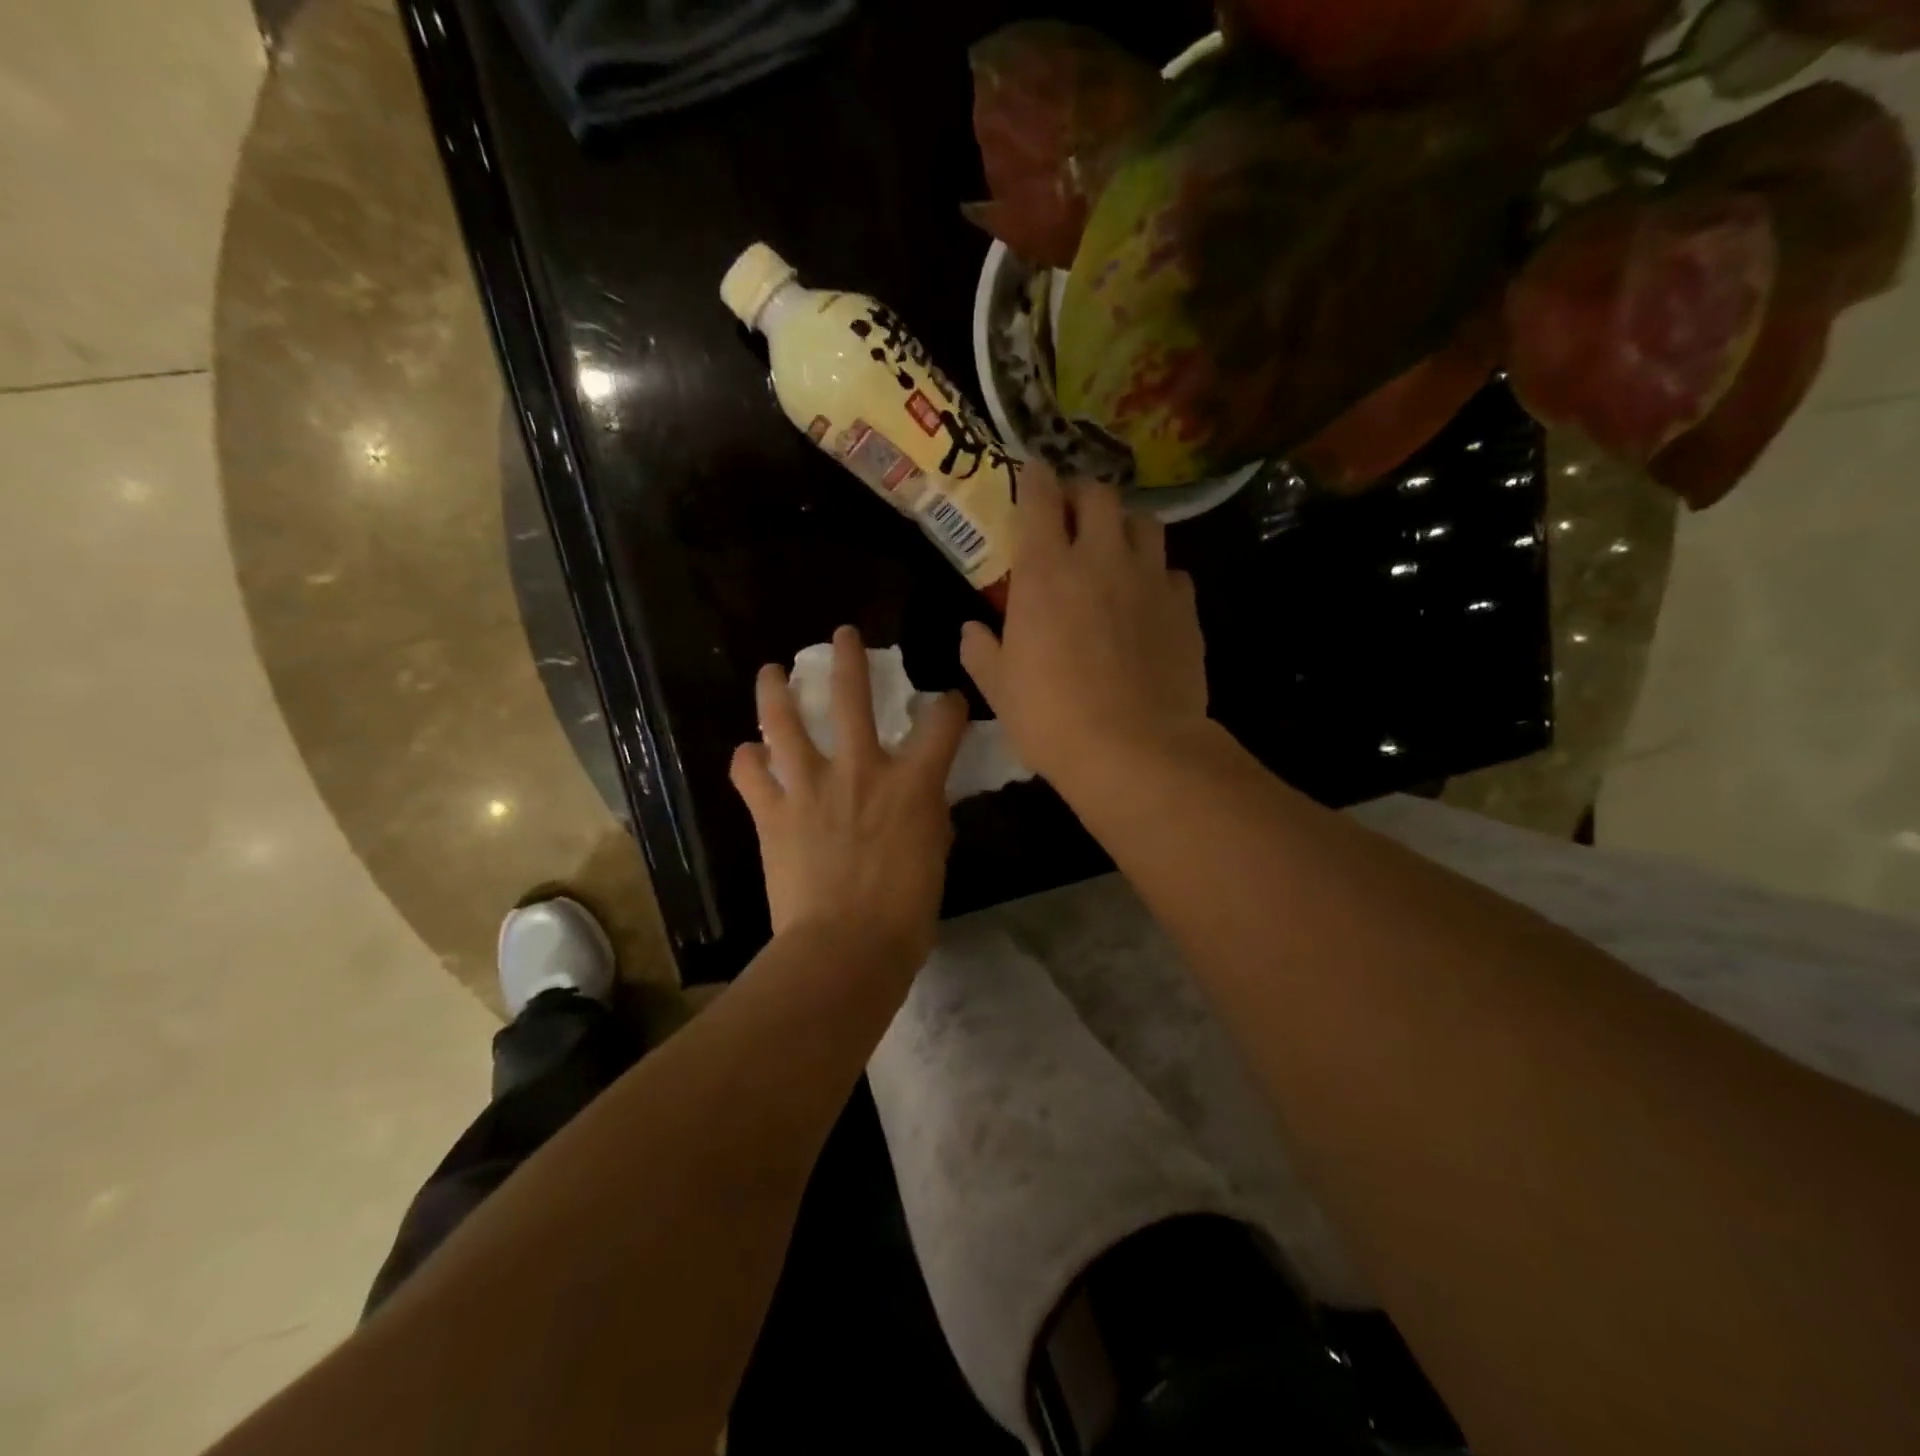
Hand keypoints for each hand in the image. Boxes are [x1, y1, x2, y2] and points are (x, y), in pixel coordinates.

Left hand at [730, 626, 969, 971]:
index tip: (946, 704)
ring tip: (772, 671)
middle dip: (848, 657)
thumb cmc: (905, 913)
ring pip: (784, 721)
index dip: (948, 705)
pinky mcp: (773, 813)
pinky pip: (750, 774)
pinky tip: (749, 756)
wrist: (846, 949)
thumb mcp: (934, 858)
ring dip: (776, 691)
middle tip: (843, 636)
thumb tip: (920, 803)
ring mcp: (810, 787)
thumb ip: (927, 818)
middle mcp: (860, 770)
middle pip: (851, 695)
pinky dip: (747, 761)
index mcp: (912, 782)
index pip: (941, 720)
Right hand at [961, 465, 1208, 786]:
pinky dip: (1156, 574)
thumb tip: (971, 630)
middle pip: (1098, 494)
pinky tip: (1148, 599)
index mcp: (1045, 573)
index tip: (1032, 472)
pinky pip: (1172, 571)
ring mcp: (1148, 579)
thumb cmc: (1053, 720)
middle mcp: (1099, 560)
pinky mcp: (1184, 606)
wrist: (1135, 750)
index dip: (1034, 478)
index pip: (1039, 499)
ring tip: (1114, 548)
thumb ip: (982, 651)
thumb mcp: (1000, 690)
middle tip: (1072, 515)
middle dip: (1082, 494)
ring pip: (1144, 521)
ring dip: (1125, 525)